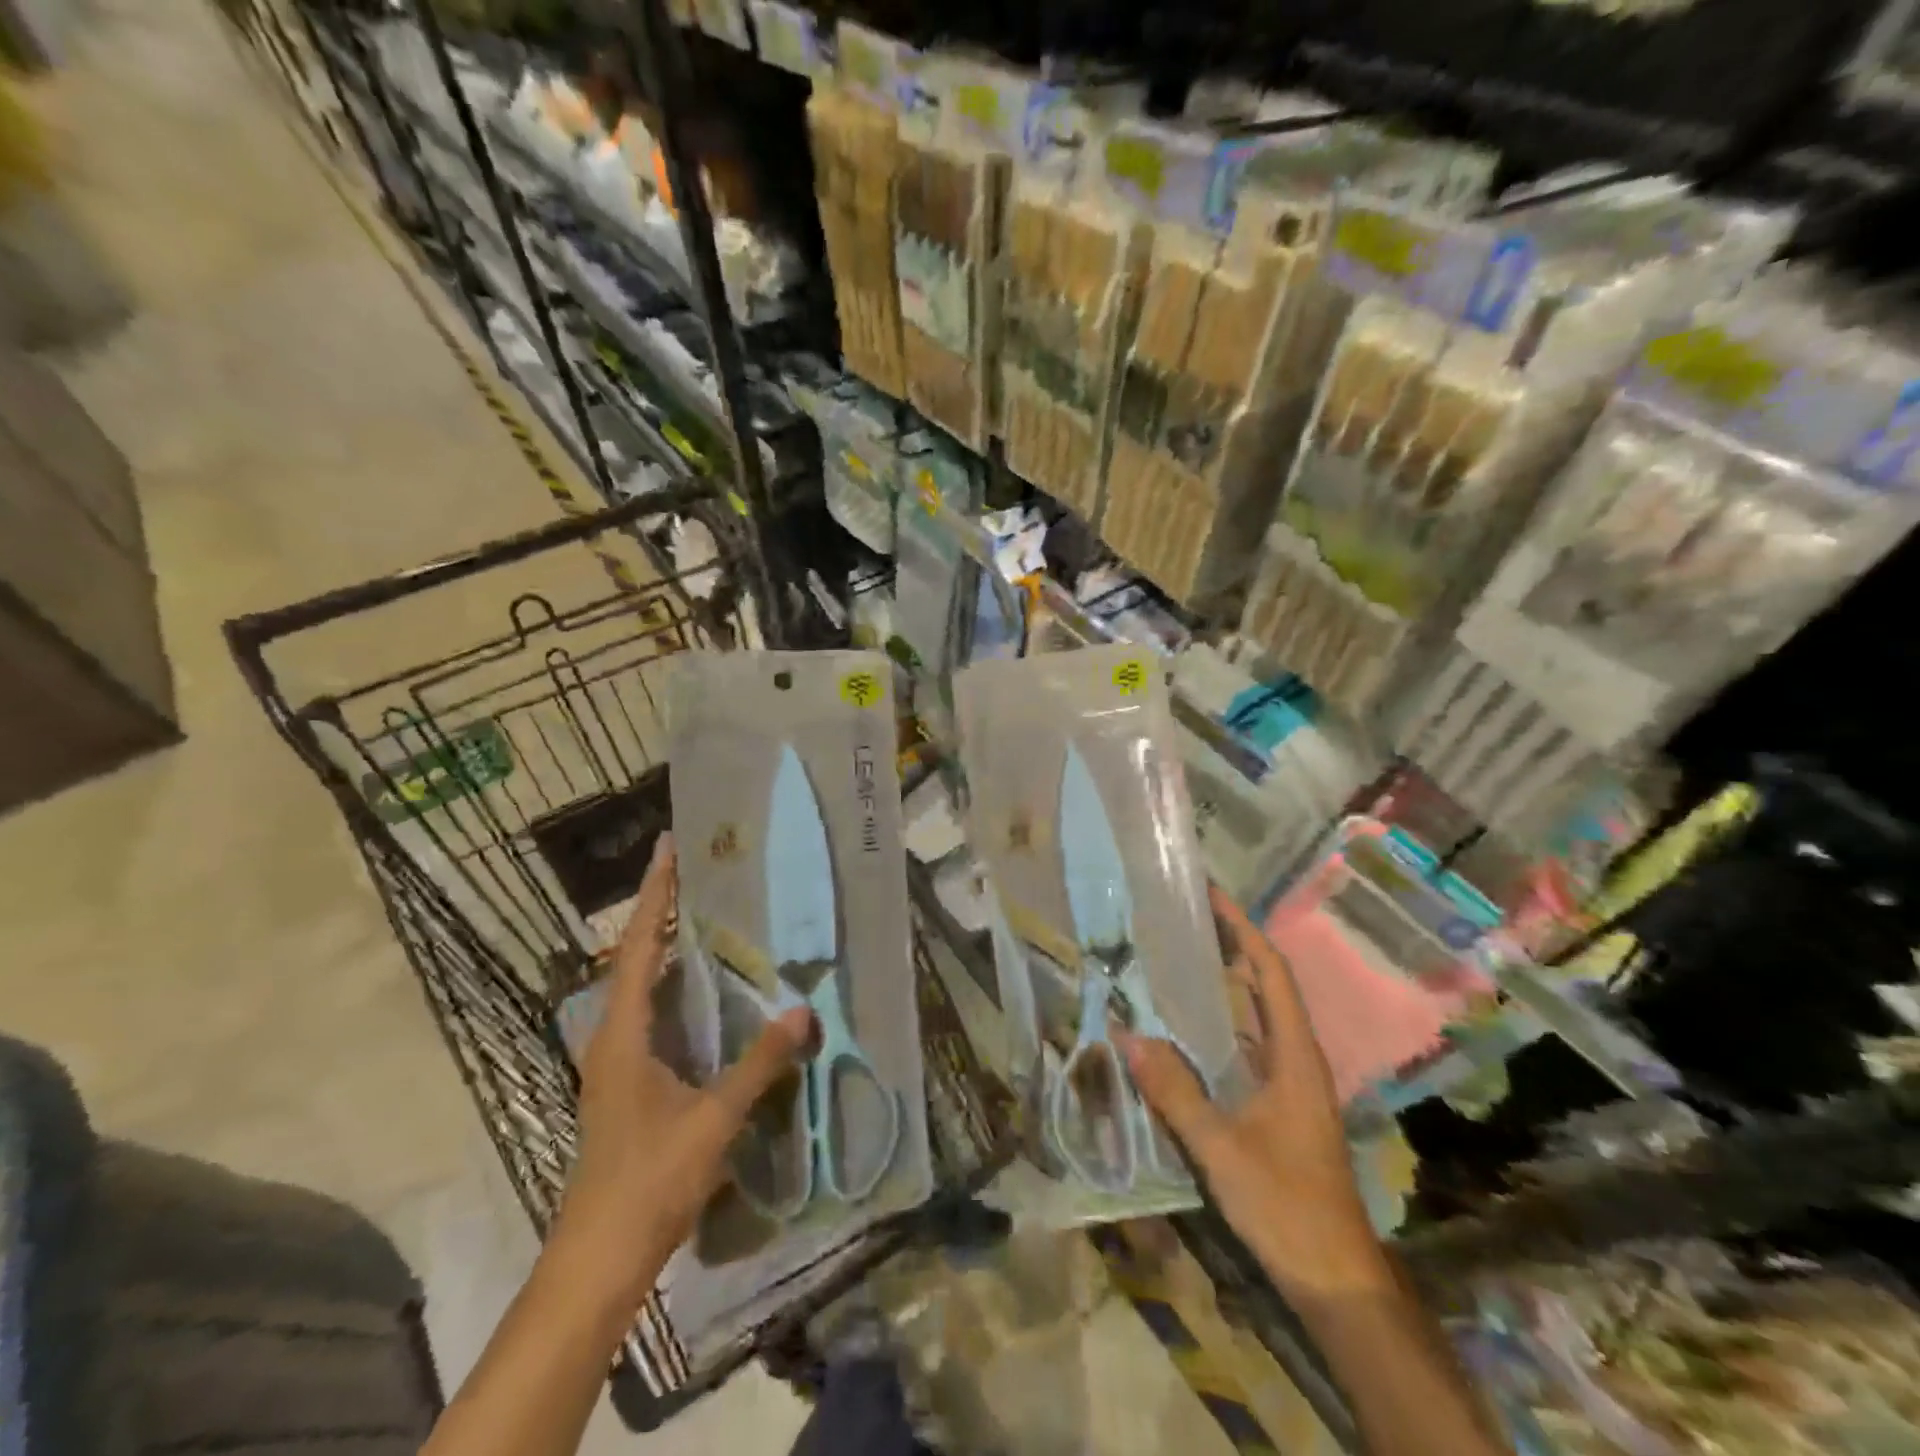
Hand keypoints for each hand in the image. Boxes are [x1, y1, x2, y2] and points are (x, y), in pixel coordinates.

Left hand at [555, 834, 811, 1307]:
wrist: (600, 1259)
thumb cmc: (649, 1180)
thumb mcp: (713, 1119)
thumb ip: (759, 1064)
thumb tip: (802, 1011)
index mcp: (623, 1033)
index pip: (640, 947)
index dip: (655, 895)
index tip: (667, 849)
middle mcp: (613, 1037)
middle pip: (637, 959)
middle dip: (663, 913)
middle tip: (700, 873)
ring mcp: (617, 1063)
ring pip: (644, 989)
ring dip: (669, 950)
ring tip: (707, 918)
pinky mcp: (629, 1084)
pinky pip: (654, 1017)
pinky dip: (677, 990)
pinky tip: (710, 995)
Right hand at [1122, 886, 1388, 1299]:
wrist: (1335, 1275)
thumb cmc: (1286, 1205)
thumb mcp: (1222, 1149)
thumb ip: (1174, 1093)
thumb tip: (1126, 1035)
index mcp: (1294, 1056)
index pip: (1271, 974)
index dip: (1243, 931)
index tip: (1212, 896)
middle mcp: (1296, 1058)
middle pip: (1265, 985)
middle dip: (1231, 945)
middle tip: (1184, 917)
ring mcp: (1289, 1082)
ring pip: (1256, 1015)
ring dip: (1226, 981)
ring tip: (1180, 954)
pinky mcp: (1278, 1103)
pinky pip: (1247, 1044)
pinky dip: (1220, 1021)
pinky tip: (1187, 1024)